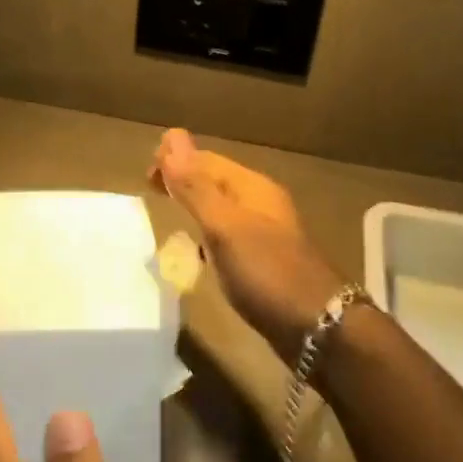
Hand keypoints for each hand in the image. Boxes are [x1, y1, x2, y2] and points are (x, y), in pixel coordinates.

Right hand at [148, 129, 343, 364]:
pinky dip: (207, 233)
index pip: (206, 159)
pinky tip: (197, 251)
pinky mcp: (264, 260)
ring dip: (195, 205)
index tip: (145, 175)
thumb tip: (171, 136)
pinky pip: (228, 234)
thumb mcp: (224, 226)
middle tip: (150, 190)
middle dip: (184, 180)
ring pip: (222, 207)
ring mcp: (264, 232)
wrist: (317, 325)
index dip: (176, 159)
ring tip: (168, 214)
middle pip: (215, 180)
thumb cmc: (266, 271)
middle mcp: (260, 202)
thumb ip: (195, 186)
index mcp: (252, 187)